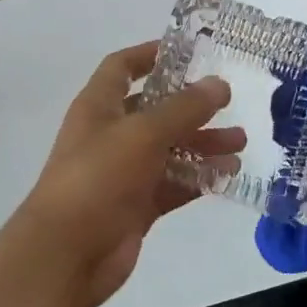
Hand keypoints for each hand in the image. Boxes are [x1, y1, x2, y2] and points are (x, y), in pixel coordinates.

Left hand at [21, 42, 240, 306]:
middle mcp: (110, 134)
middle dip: (191, 107)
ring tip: (241, 144)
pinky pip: (172, 184)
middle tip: (229, 103)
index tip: (188, 51)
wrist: (65, 255)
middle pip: (154, 110)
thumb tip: (218, 84)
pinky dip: (198, 178)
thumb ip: (184, 108)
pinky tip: (229, 175)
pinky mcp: (136, 206)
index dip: (150, 54)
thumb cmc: (98, 177)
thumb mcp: (144, 133)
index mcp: (99, 106)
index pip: (122, 67)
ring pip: (169, 149)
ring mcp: (123, 172)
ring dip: (202, 144)